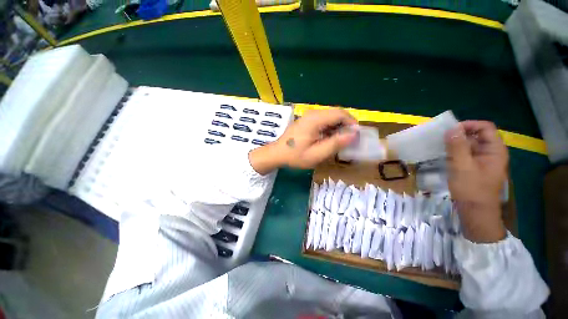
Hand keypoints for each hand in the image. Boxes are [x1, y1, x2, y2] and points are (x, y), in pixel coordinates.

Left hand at [249, 109, 357, 173]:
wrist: (277, 153)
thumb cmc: (295, 156)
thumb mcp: (316, 154)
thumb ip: (335, 144)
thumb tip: (353, 134)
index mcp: (315, 119)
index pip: (340, 114)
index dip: (352, 123)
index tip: (356, 137)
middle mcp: (312, 113)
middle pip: (336, 113)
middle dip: (346, 125)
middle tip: (349, 140)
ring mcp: (309, 116)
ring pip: (331, 117)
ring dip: (338, 127)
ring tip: (340, 142)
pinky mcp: (307, 120)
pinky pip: (324, 120)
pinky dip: (330, 128)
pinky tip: (329, 139)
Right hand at [444, 121, 507, 242]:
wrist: (476, 212)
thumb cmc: (472, 189)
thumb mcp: (462, 166)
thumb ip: (457, 147)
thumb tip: (451, 128)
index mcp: (495, 150)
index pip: (485, 127)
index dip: (469, 125)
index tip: (450, 130)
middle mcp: (491, 153)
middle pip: (477, 135)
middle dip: (459, 135)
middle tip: (440, 139)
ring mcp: (483, 161)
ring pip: (470, 145)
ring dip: (455, 144)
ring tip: (439, 146)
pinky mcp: (475, 168)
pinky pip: (465, 154)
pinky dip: (455, 152)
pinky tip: (443, 156)